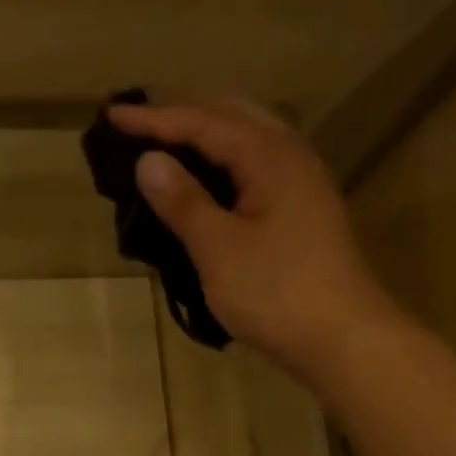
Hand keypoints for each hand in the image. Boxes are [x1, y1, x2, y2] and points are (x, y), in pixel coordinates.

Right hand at [109, 98, 390, 378]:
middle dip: (184, 116)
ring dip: (206, 139)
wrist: (343, 340)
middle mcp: (291, 157)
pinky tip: (204, 188)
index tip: (112, 117)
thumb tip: (148, 160)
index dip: (155, 118)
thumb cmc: (277, 294)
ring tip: (166, 152)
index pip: (203, 122)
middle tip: (140, 128)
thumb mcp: (220, 249)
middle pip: (232, 116)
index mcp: (270, 157)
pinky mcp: (302, 212)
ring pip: (248, 141)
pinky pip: (255, 169)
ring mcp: (301, 184)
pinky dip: (223, 166)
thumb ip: (183, 202)